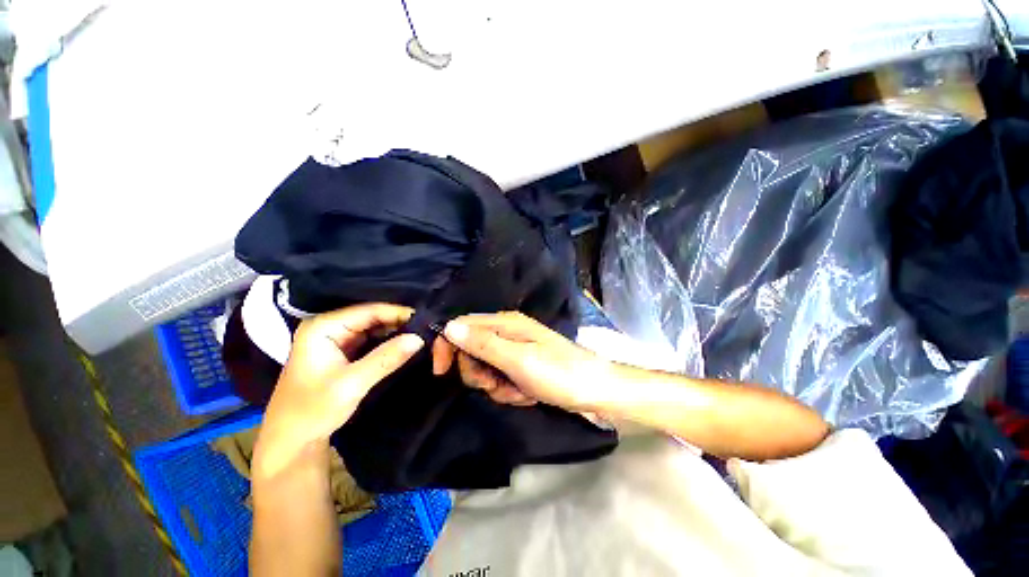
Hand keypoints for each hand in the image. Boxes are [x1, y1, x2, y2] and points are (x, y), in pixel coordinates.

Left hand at [255, 303, 423, 476]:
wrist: (291, 441)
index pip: (369, 310)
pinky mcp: (342, 351)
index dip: (398, 313)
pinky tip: (405, 344)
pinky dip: (388, 342)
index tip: (426, 319)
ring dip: (396, 332)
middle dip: (399, 322)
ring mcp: (335, 339)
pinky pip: (371, 340)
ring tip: (422, 334)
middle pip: (372, 317)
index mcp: (323, 327)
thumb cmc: (312, 410)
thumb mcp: (352, 384)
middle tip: (427, 328)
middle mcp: (329, 327)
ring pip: (374, 328)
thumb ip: (386, 358)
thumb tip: (420, 338)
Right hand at [431, 312, 611, 410]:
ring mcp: (515, 350)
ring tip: (518, 390)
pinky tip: (526, 393)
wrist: (594, 391)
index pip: (462, 325)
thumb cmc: (558, 373)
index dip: (447, 345)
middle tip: (493, 383)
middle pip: (471, 349)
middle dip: (478, 372)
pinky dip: (509, 390)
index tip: (441, 372)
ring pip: (485, 368)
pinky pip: (501, 379)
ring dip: (496, 385)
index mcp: (506, 323)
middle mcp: (507, 332)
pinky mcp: (521, 366)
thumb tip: (449, 327)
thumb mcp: (517, 360)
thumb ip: (483, 344)